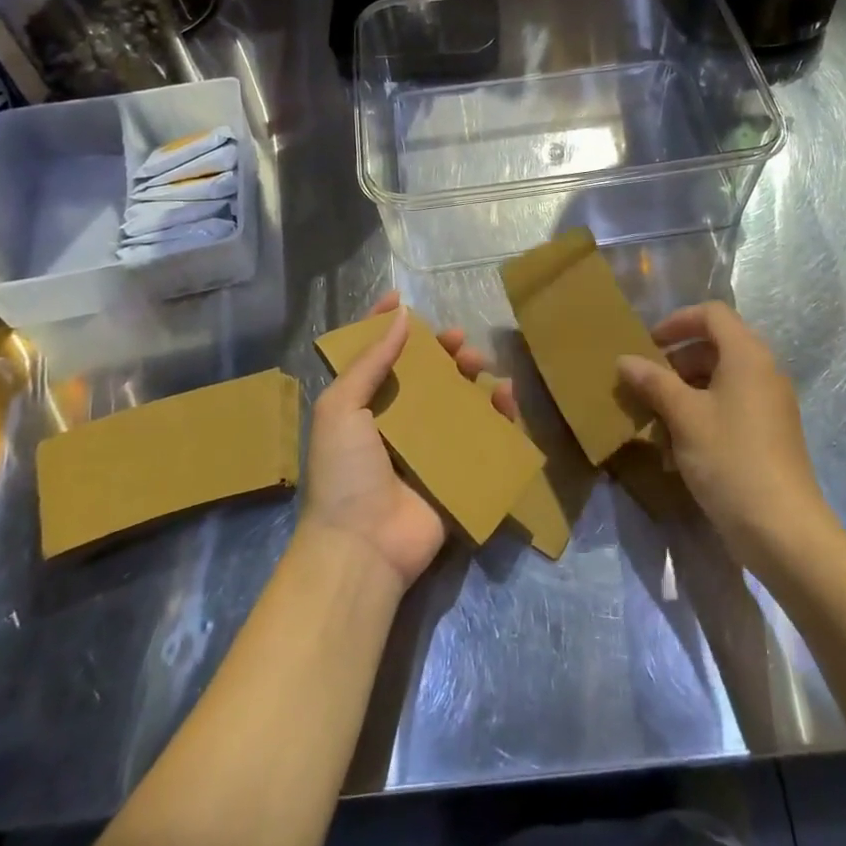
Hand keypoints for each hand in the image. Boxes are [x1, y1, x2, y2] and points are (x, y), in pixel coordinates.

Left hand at [300, 290, 516, 590]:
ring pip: (456, 398)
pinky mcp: (457, 471)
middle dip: (441, 350)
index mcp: (364, 406)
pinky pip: (482, 435)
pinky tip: (505, 395)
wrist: (362, 546)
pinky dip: (497, 413)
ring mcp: (428, 447)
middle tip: (458, 340)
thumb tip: (399, 316)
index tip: (402, 298)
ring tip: (479, 363)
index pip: (375, 355)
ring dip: (470, 375)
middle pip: (424, 374)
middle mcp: (397, 421)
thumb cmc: (344, 471)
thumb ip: (370, 362)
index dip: (385, 325)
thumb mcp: (341, 408)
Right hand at [617, 302, 827, 567]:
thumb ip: (653, 382)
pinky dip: (702, 417)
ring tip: (655, 422)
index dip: (677, 321)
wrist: (784, 532)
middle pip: (714, 347)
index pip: (712, 314)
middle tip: (645, 385)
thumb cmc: (730, 459)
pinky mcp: (769, 436)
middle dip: (676, 363)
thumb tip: (625, 359)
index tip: (648, 344)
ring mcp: (769, 405)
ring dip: (684, 394)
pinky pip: (730, 409)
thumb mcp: (684, 417)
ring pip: (719, 382)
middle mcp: (763, 372)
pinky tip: (676, 452)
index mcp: (747, 355)